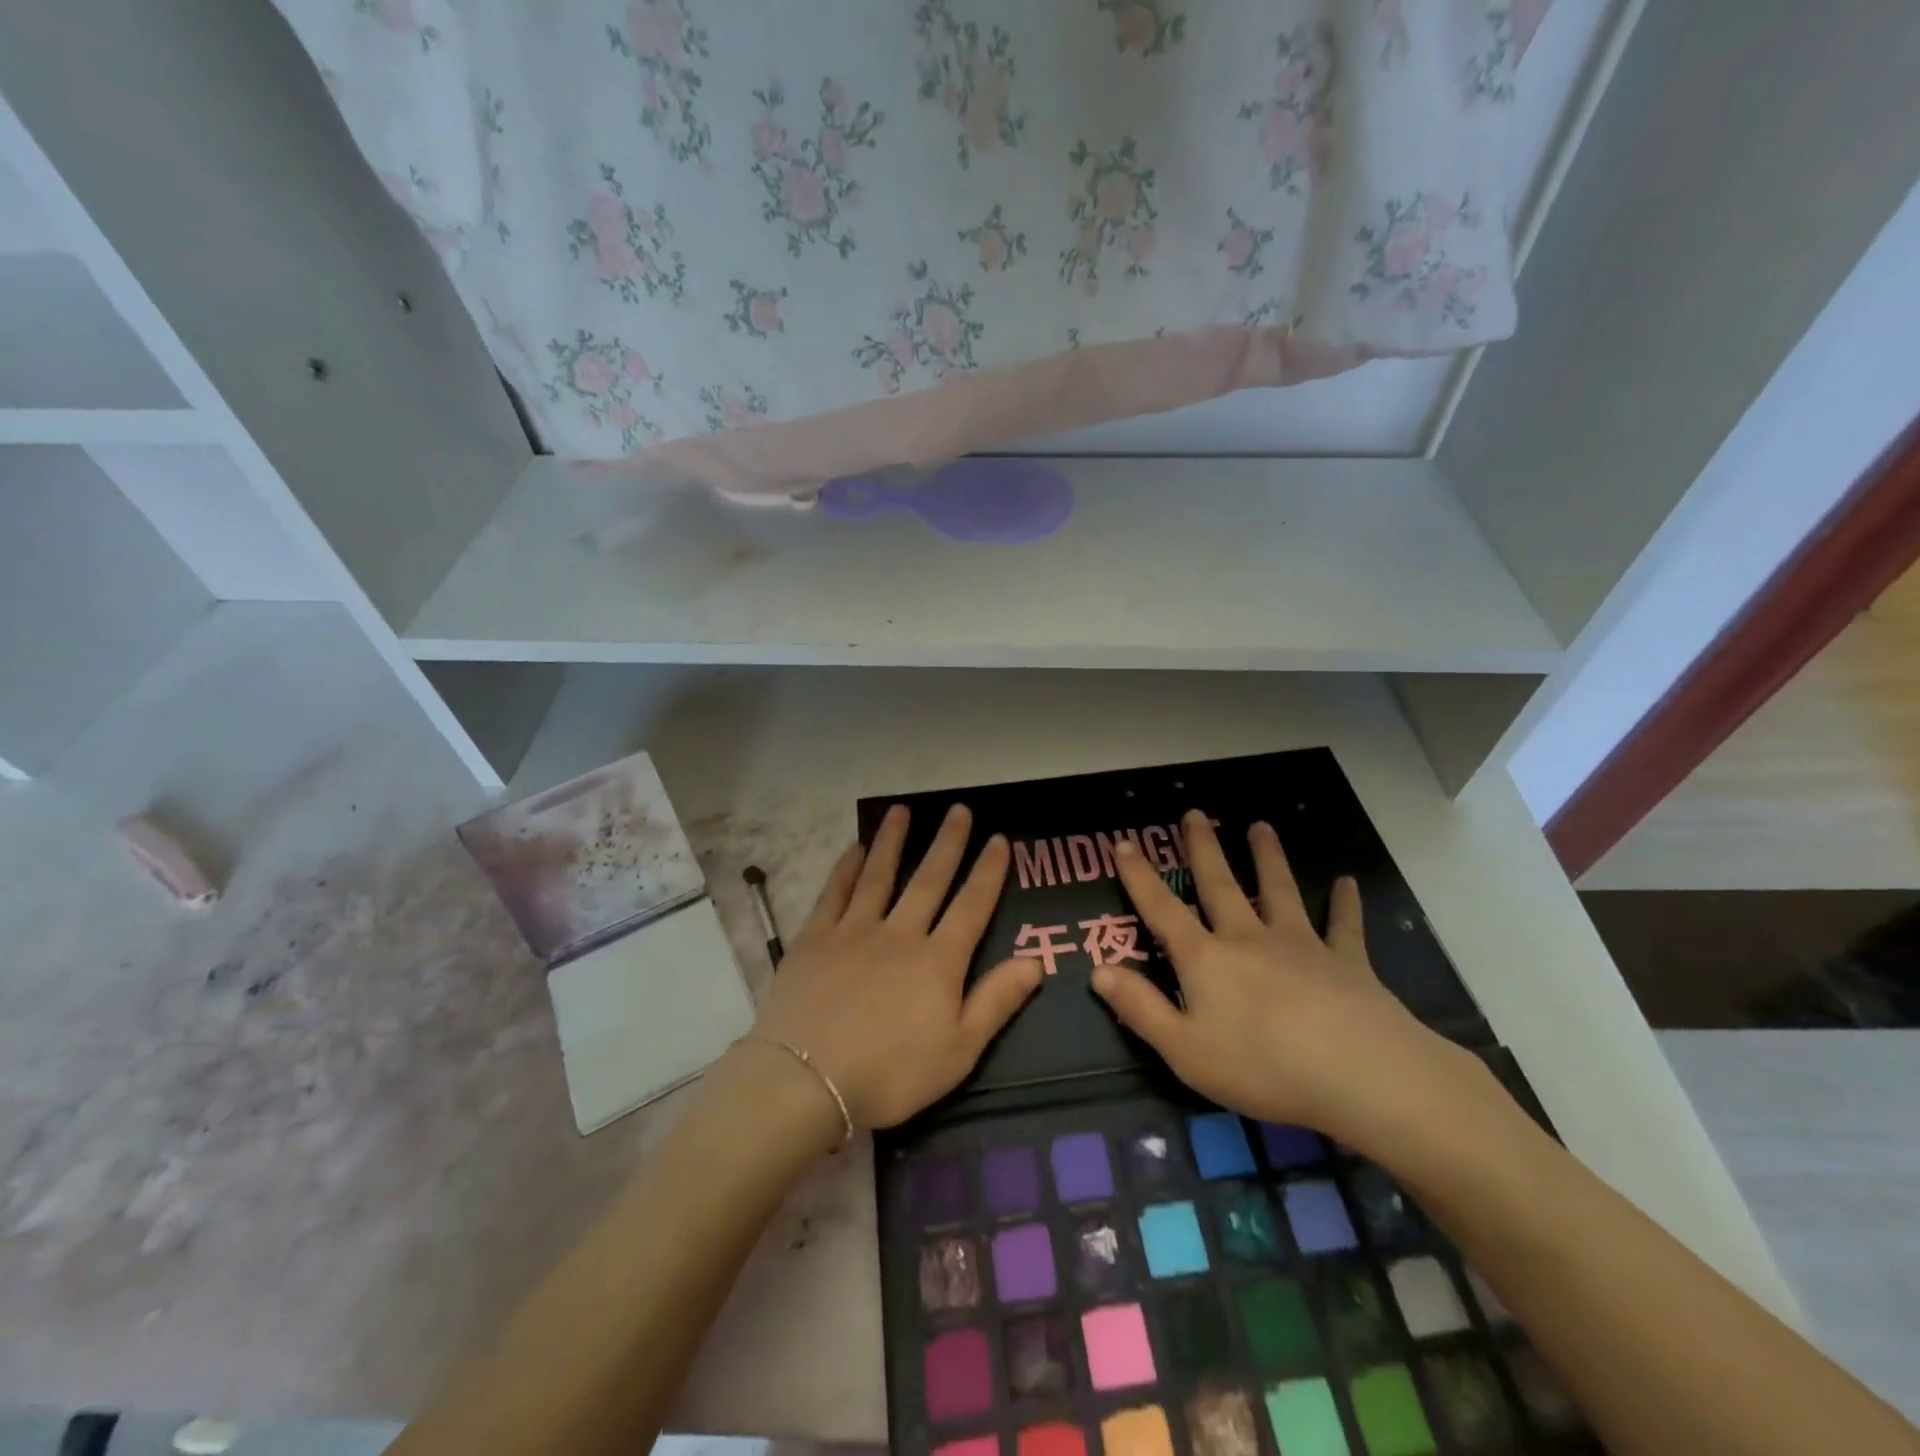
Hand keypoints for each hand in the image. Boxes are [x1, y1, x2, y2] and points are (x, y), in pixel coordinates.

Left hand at [749, 803, 1042, 1131]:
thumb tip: (1036, 961)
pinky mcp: (816, 939)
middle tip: (958, 809)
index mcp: (938, 961)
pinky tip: (853, 849)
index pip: (971, 906)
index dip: (988, 872)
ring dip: (893, 841)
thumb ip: (996, 1002)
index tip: (999, 839)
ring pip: (879, 875)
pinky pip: (835, 894)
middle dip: (947, 843)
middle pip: (928, 880)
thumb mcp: (958, 1051)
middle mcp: (900, 934)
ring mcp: (854, 931)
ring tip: (902, 810)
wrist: (808, 1080)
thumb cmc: (891, 1073)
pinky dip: (846, 869)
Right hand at [1093, 811, 1487, 1154]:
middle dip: (1203, 849)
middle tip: (1194, 814)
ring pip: (1279, 891)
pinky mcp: (1346, 962)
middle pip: (1220, 885)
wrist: (1358, 1073)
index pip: (1162, 910)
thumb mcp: (1184, 1048)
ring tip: (1261, 826)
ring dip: (1267, 858)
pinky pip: (1343, 927)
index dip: (1140, 877)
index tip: (1124, 842)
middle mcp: (1248, 939)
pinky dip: (1345, 905)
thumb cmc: (1261, 1066)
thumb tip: (1098, 969)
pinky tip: (1347, 883)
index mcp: (1206, 959)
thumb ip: (1140, 1007)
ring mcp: (1300, 945)